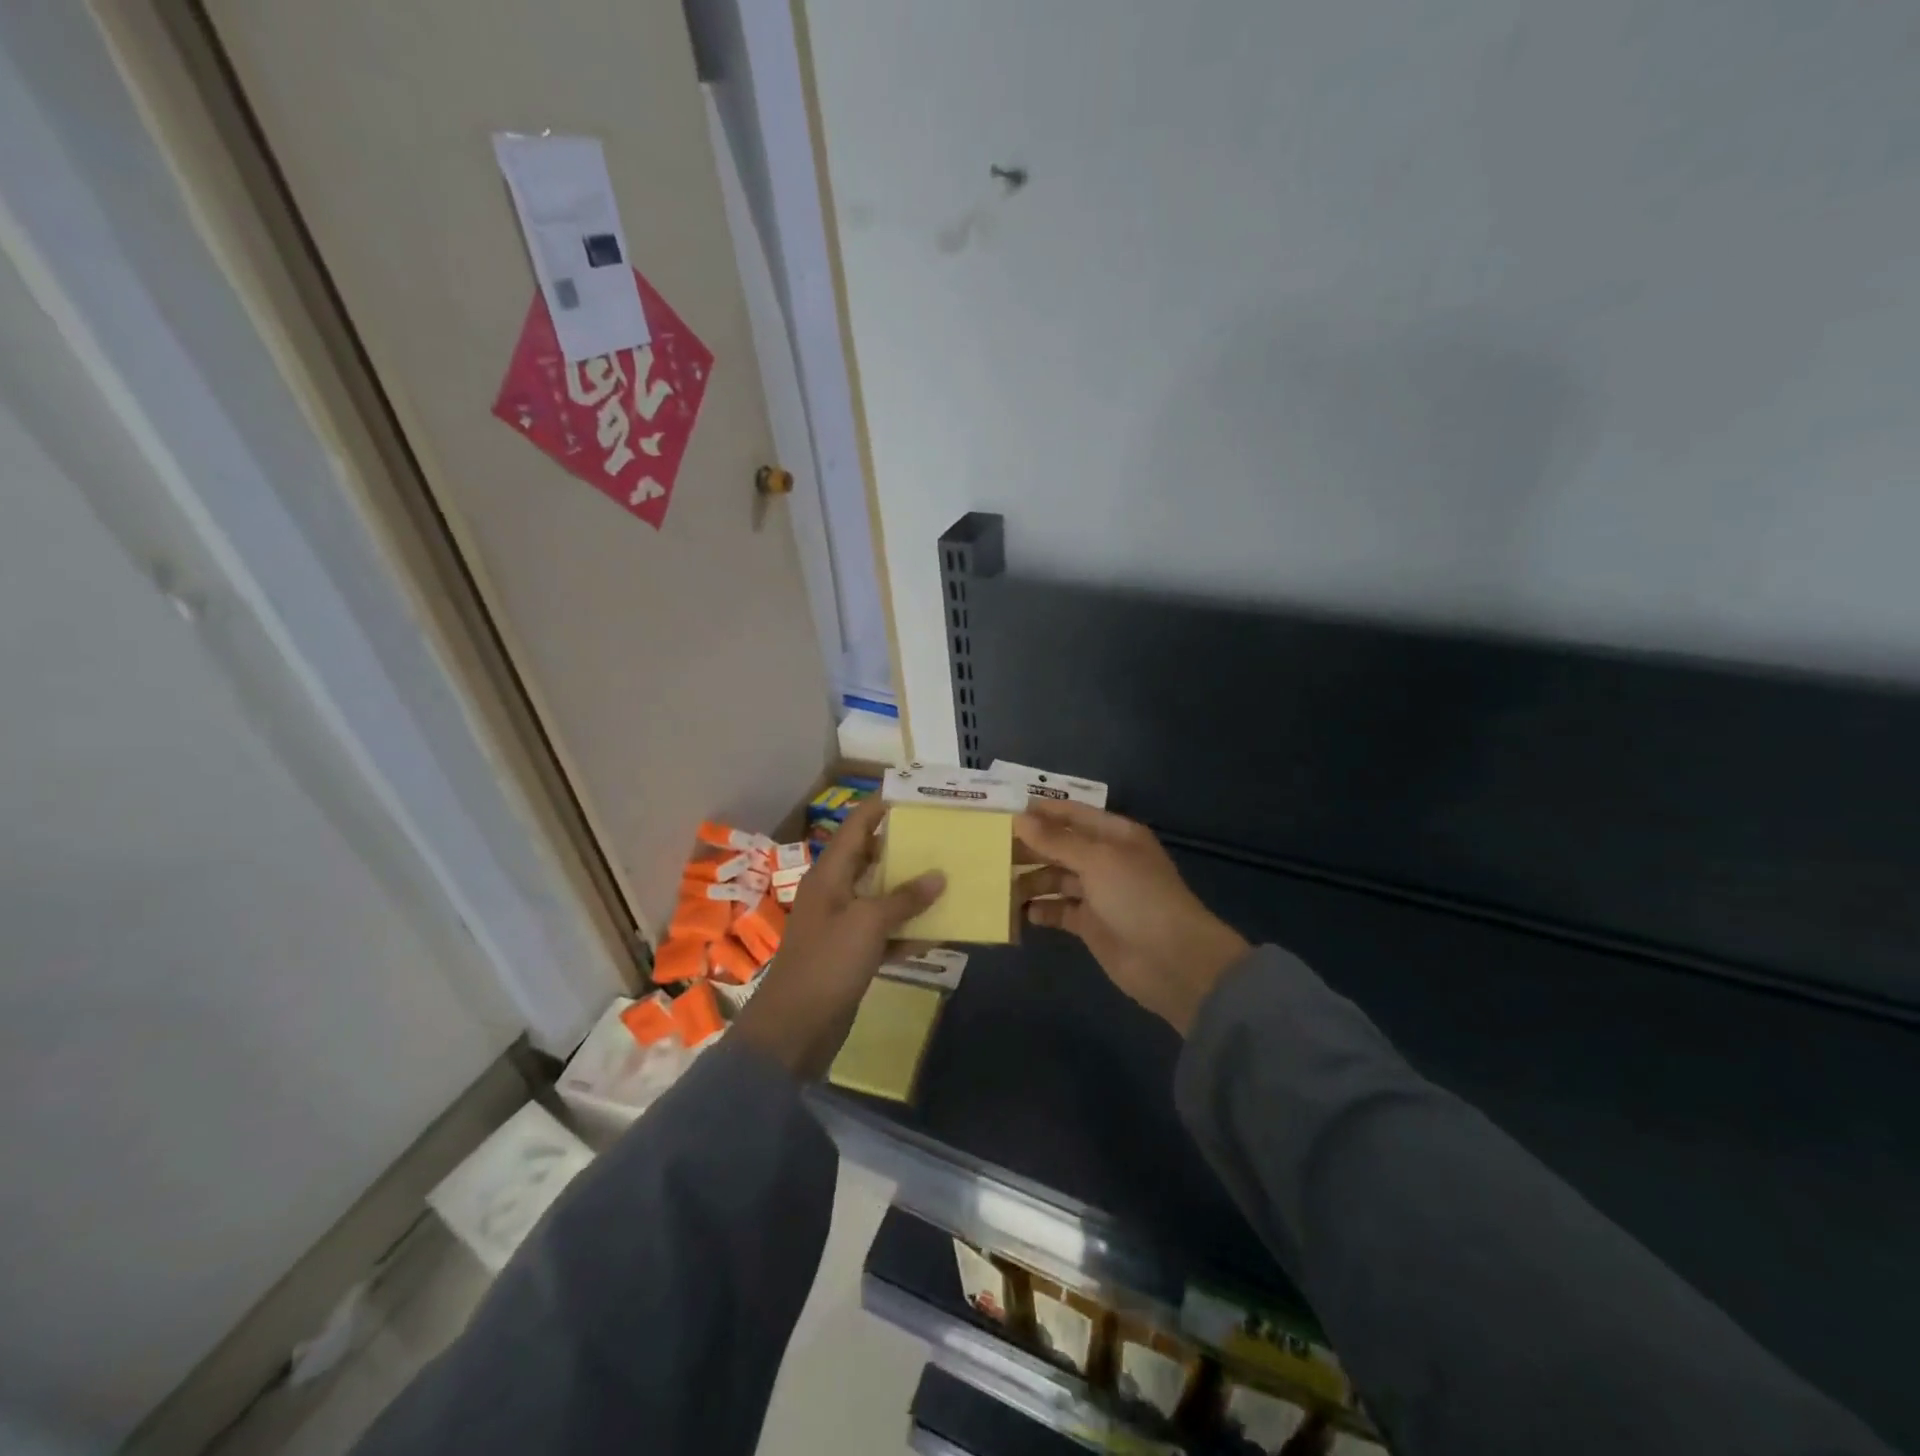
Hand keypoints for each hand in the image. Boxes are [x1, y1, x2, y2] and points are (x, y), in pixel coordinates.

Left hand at [732, 794, 944, 1077]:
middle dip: (906, 848)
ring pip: (881, 896)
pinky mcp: (850, 954)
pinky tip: (936, 932)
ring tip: (948, 879)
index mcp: (830, 873)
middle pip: (872, 858)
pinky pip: (884, 932)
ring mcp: (842, 923)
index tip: (917, 796)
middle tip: (943, 838)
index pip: (858, 825)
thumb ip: (904, 897)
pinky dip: (906, 931)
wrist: (795, 1028)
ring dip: (911, 891)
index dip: (883, 806)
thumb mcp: (868, 923)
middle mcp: (835, 891)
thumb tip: (938, 875)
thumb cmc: (828, 963)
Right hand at [1017, 800, 1248, 1033]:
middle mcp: (1105, 859)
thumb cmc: (1138, 897)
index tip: (1001, 813)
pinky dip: (1040, 909)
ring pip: (1056, 878)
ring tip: (998, 884)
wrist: (1173, 961)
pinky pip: (1058, 910)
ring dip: (1030, 880)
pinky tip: (1018, 912)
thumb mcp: (1097, 861)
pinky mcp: (1090, 924)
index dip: (1039, 812)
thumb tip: (1019, 818)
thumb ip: (1056, 840)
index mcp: (1114, 834)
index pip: (1071, 813)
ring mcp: (1098, 893)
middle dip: (1029, 847)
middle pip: (1060, 845)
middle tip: (989, 850)